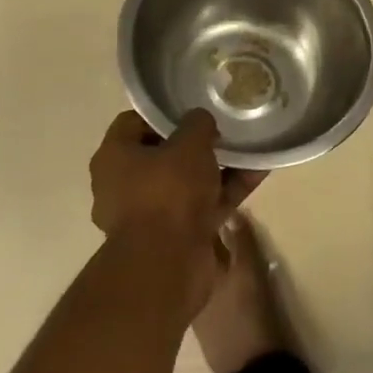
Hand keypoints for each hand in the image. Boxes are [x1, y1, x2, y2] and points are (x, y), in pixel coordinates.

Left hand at [89, 109, 264, 312]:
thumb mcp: (189, 144)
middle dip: (196, 143)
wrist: (168, 264)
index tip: (193, 108)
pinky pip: (204, 203)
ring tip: (250, 148)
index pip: (134, 122)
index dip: (164, 113)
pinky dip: (227, 190)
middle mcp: (125, 185)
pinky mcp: (176, 235)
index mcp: (114, 158)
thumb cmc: (168, 192)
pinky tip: (258, 173)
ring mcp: (151, 213)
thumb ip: (197, 123)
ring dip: (217, 167)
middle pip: (164, 154)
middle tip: (224, 129)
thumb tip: (201, 121)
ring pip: (187, 181)